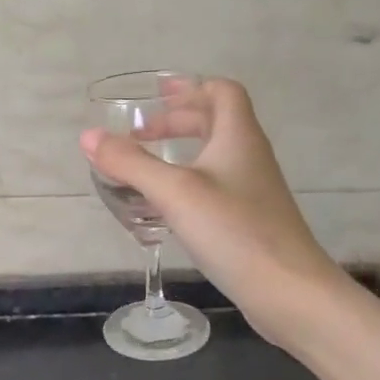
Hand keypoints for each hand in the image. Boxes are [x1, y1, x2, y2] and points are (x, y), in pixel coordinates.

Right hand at [80, 78, 347, 348]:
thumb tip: (89, 136)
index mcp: (238, 137)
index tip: (156, 96)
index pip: (222, 92)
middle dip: (177, 121)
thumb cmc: (234, 231)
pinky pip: (215, 188)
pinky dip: (187, 185)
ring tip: (144, 169)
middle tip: (140, 134)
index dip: (190, 88)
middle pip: (216, 122)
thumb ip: (131, 163)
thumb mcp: (174, 192)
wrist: (289, 292)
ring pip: (214, 157)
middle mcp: (249, 157)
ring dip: (180, 154)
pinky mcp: (250, 221)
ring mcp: (253, 191)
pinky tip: (165, 209)